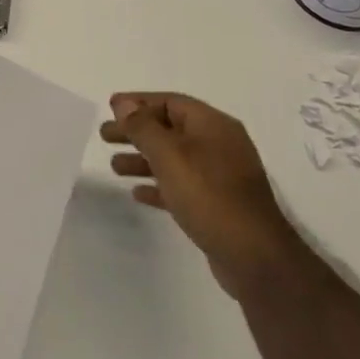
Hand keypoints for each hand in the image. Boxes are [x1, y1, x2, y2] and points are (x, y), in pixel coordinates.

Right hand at [100, 92, 303, 300]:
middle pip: (169, 128)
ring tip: (115, 167)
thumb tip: (124, 103)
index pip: (170, 102)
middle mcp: (219, 145)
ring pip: (174, 158)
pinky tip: (138, 194)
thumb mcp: (169, 155)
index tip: (110, 108)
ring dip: (143, 159)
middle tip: (105, 136)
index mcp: (213, 125)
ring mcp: (221, 176)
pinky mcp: (218, 204)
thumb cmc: (208, 195)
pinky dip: (159, 185)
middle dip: (136, 131)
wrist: (254, 256)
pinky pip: (182, 185)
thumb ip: (143, 126)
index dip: (138, 102)